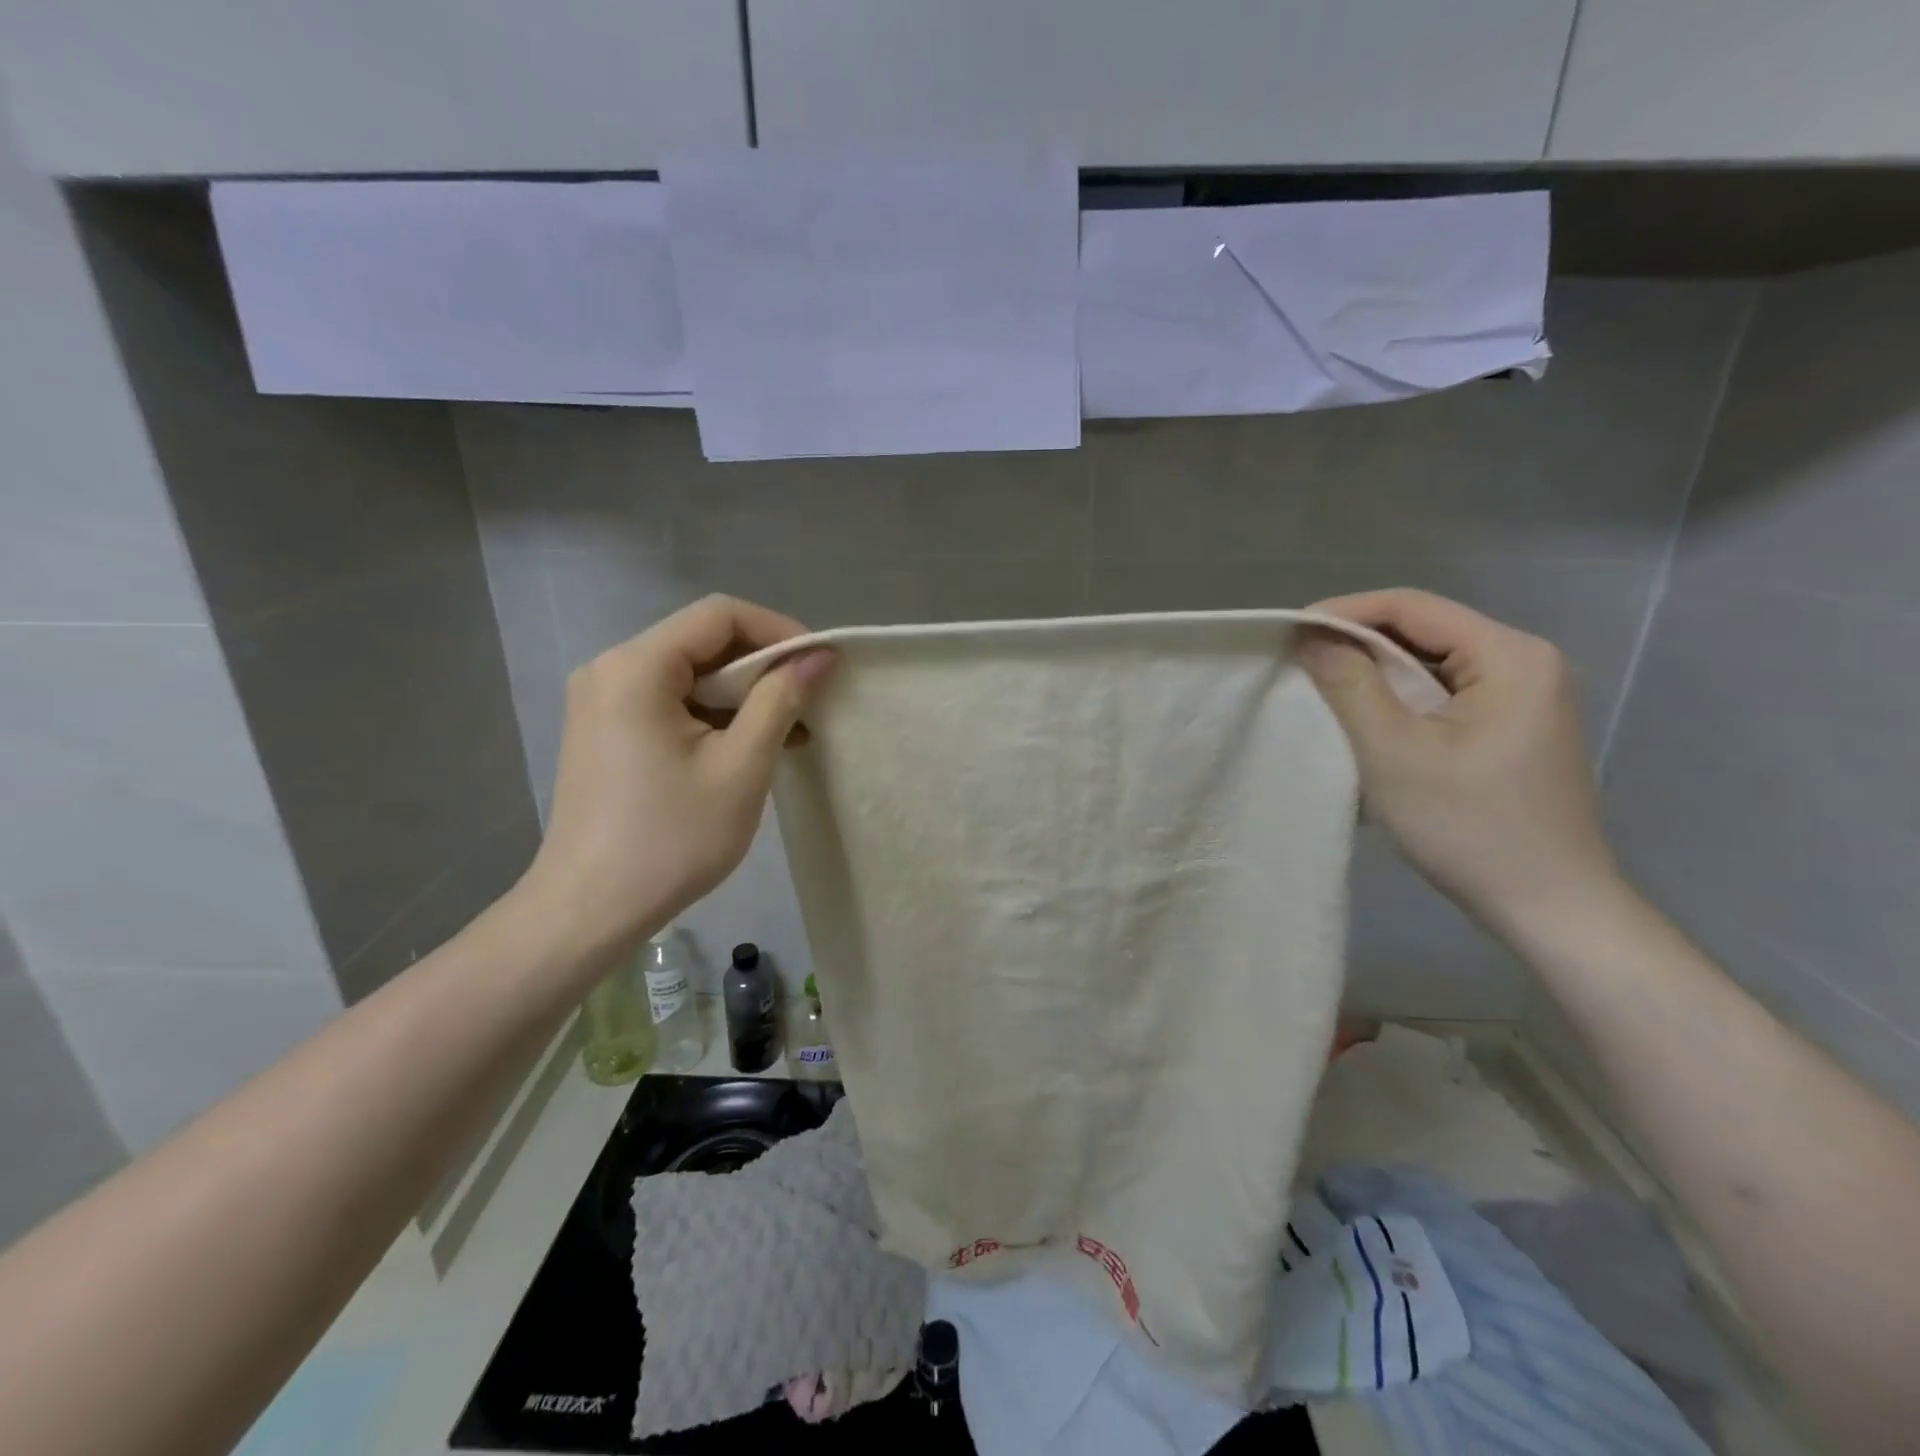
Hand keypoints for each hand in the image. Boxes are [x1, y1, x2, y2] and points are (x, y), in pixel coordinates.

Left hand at [519, 595, 833, 956]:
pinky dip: (714, 716)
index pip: (720, 615)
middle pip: (703, 642)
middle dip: (763, 667)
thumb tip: (820, 656)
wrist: (590, 909)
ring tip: (791, 732)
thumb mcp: (741, 766)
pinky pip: (671, 702)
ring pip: (690, 674)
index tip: (820, 665)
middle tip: (810, 701)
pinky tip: (750, 747)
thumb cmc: (671, 838)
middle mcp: (611, 669)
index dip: (779, 631)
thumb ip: (781, 699)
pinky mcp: (606, 730)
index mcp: (637, 667)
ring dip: (743, 695)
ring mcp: (603, 701)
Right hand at [1299, 589, 1619, 934]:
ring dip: (1375, 673)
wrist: (1548, 905)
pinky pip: (1444, 693)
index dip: (1344, 612)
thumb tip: (1311, 636)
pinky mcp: (1514, 725)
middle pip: (1424, 631)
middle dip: (1357, 643)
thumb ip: (1350, 684)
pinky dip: (1399, 699)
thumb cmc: (1468, 826)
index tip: (1288, 633)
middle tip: (1298, 664)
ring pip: (1431, 663)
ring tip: (1321, 689)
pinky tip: (1367, 719)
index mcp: (1510, 655)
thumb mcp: (1394, 752)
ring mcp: (1525, 695)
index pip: (1412, 607)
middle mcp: (1526, 661)